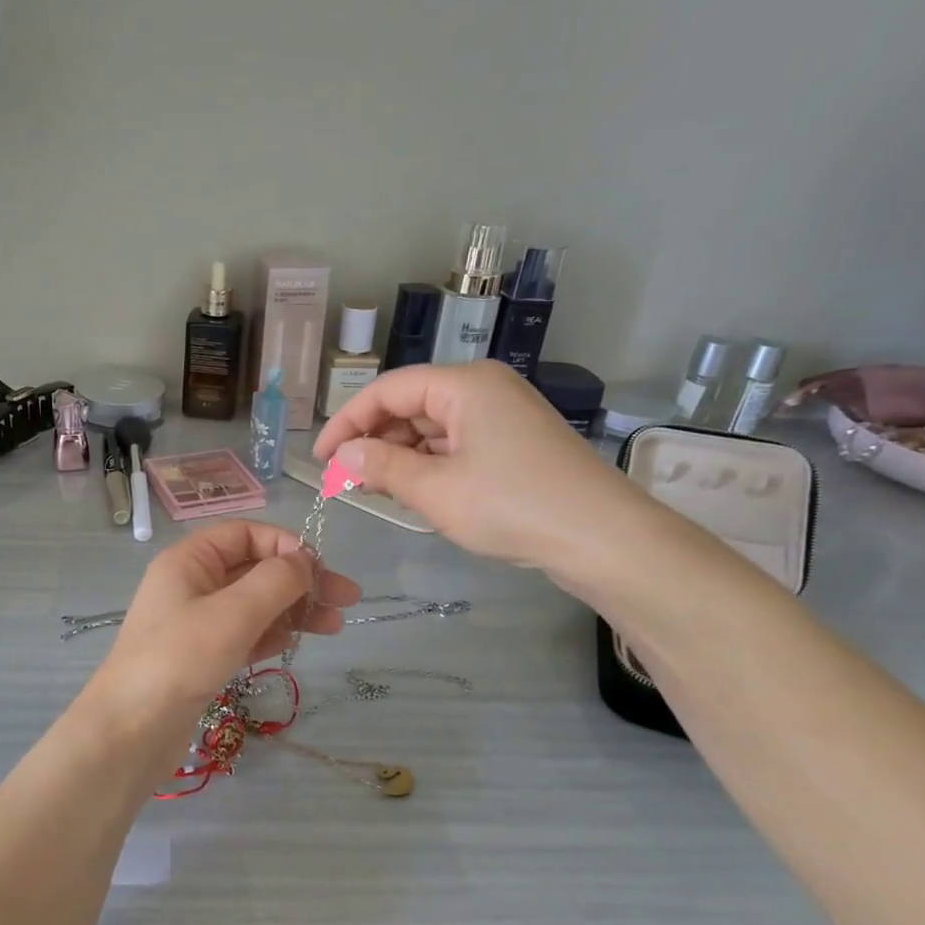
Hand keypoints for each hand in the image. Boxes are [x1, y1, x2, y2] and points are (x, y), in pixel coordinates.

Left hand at [91, 521, 361, 724]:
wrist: (129, 732)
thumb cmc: (178, 661)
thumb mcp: (232, 614)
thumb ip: (274, 581)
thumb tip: (303, 560)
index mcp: (189, 561)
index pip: (244, 534)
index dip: (284, 545)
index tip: (320, 569)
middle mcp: (191, 584)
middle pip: (254, 569)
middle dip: (300, 581)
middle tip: (347, 599)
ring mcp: (195, 623)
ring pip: (253, 604)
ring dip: (292, 610)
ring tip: (335, 626)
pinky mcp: (200, 657)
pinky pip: (243, 634)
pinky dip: (270, 634)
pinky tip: (294, 644)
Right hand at [311, 361, 644, 572]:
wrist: (604, 539)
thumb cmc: (512, 506)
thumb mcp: (435, 490)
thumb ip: (380, 467)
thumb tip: (340, 454)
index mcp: (463, 384)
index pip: (387, 391)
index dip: (346, 422)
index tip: (319, 458)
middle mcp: (482, 389)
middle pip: (410, 406)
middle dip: (374, 442)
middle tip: (345, 481)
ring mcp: (502, 416)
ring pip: (431, 428)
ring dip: (400, 457)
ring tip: (374, 490)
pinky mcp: (514, 443)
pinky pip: (456, 445)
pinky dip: (429, 466)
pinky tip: (413, 493)